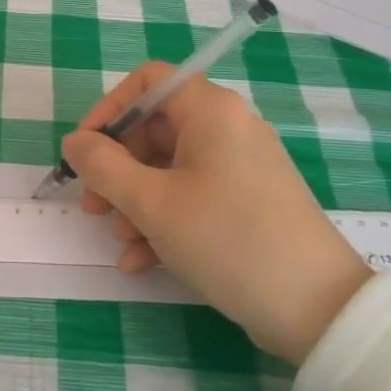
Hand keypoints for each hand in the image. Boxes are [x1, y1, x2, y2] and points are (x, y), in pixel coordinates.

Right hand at [62, 63, 371, 364]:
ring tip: (119, 239)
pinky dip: (163, 221)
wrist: (316, 308)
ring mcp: (240, 167)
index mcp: (210, 111)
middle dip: (116, 168)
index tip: (84, 148)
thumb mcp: (152, 203)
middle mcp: (228, 128)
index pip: (148, 81)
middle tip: (92, 206)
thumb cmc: (227, 238)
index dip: (109, 108)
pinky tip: (140, 260)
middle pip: (155, 129)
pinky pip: (193, 197)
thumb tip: (74, 142)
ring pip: (170, 168)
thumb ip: (103, 166)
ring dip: (135, 201)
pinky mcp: (247, 202)